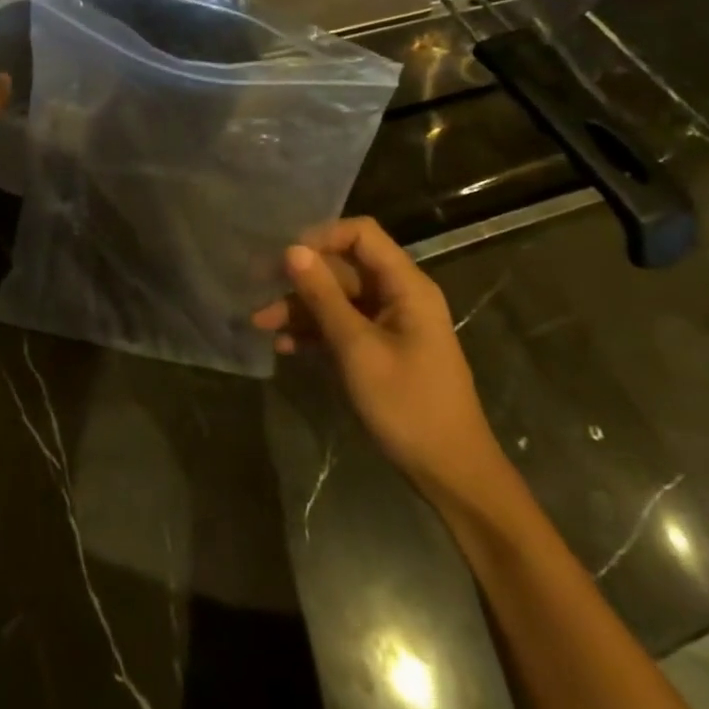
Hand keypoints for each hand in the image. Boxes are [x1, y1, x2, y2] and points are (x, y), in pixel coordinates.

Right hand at [252, 217, 502, 495]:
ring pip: (338, 299)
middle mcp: (398, 296)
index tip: (284, 258)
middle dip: (301, 279)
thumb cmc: (408, 405)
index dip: (321, 238)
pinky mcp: (380, 349)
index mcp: (406, 286)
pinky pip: (342, 326)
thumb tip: (292, 250)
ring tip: (261, 324)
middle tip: (258, 291)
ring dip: (301, 309)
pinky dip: (315, 332)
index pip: (360, 235)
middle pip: (343, 268)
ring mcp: (389, 324)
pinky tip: (284, 347)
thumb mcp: (357, 349)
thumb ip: (323, 297)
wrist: (450, 473)